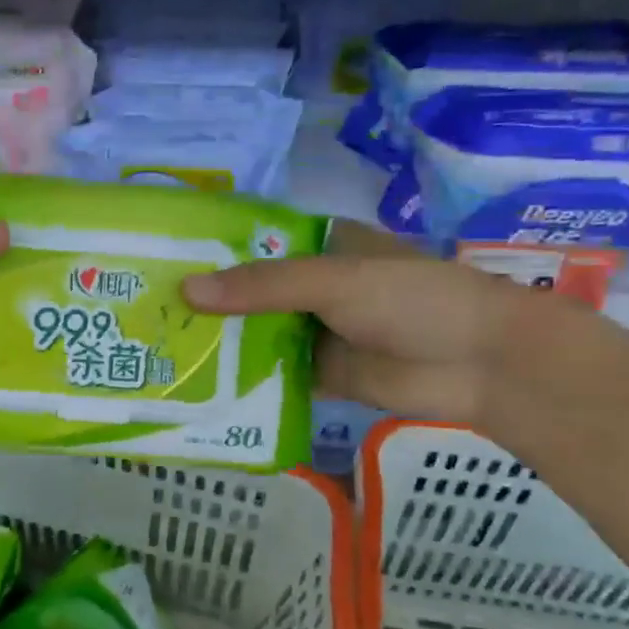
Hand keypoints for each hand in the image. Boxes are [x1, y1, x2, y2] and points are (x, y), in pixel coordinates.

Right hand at [181, 221, 532, 420]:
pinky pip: (276, 373)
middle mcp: (312, 285)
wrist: (482, 363)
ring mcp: (317, 330)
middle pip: (248, 292)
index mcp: (318, 246)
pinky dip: (246, 379)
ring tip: (159, 349)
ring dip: (221, 342)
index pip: (252, 242)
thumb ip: (262, 286)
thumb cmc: (412, 300)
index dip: (208, 251)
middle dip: (207, 303)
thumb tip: (187, 291)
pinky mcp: (322, 373)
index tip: (157, 261)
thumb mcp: (334, 280)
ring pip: (258, 334)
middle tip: (146, 313)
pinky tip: (201, 386)